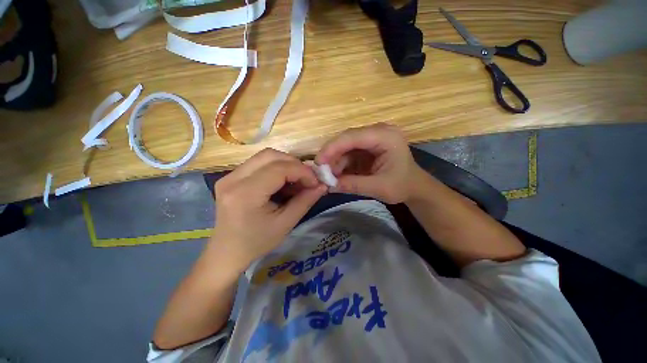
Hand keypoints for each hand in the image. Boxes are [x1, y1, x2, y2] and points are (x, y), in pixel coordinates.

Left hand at [210, 149, 326, 269]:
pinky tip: (283, 182)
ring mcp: (229, 176)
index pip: (279, 169)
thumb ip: (305, 201)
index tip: (316, 182)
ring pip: (265, 156)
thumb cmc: (257, 242)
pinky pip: (258, 163)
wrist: (227, 252)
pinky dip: (276, 168)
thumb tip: (322, 185)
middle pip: (271, 155)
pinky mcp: (230, 177)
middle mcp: (233, 179)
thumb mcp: (286, 224)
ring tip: (296, 181)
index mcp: (246, 194)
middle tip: (307, 179)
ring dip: (286, 165)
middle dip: (295, 164)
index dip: (302, 171)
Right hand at [316, 123, 426, 203]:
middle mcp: (377, 132)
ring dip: (334, 162)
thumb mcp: (379, 188)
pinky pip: (347, 153)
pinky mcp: (366, 148)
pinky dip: (340, 164)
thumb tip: (328, 186)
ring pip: (344, 147)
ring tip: (328, 178)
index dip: (333, 148)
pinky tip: (335, 176)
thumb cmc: (402, 186)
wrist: (413, 187)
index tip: (319, 163)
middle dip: (331, 155)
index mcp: (386, 136)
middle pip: (346, 139)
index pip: (353, 136)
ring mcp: (371, 139)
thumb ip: (353, 185)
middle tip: (320, 172)